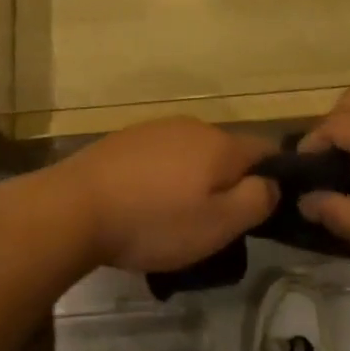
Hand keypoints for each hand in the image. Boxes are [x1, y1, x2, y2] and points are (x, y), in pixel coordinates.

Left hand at [53, 117, 279, 273]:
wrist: (76, 206)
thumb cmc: (154, 221)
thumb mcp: (218, 225)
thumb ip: (256, 200)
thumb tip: (272, 183)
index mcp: (219, 143)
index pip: (265, 150)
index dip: (274, 178)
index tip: (264, 210)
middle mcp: (192, 125)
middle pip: (226, 153)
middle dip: (229, 183)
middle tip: (218, 225)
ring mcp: (155, 129)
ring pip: (192, 155)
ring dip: (194, 181)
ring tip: (178, 220)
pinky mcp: (126, 139)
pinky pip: (161, 158)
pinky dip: (164, 179)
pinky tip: (146, 205)